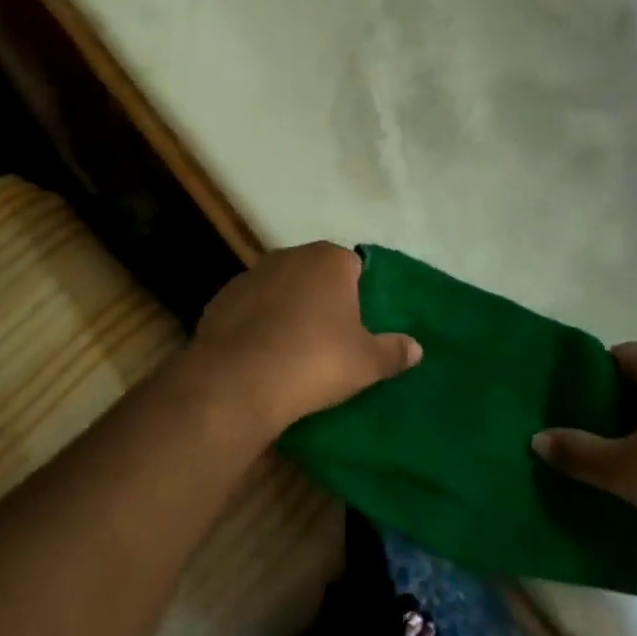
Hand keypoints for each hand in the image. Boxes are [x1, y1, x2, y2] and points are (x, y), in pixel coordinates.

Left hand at [187, 243, 421, 438]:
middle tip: (331, 338)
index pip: (354, 266)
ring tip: (293, 349)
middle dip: (322, 299)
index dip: (360, 294)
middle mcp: (288, 256)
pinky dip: (257, 324)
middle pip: (314, 275)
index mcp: (329, 260)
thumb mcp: (366, 363)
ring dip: (287, 309)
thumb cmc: (315, 360)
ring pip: (279, 289)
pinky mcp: (221, 299)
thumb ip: (394, 351)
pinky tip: (261, 354)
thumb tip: (416, 348)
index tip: (360, 324)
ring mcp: (250, 275)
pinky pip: (250, 309)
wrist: (240, 379)